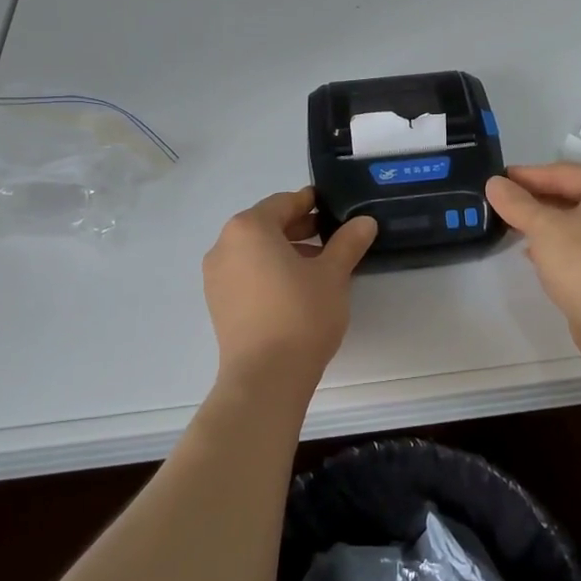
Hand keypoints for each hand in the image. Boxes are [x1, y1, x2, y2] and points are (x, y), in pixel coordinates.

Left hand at [202, 187, 377, 392]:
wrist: (265, 378)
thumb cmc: (300, 314)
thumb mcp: (333, 274)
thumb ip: (348, 242)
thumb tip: (364, 221)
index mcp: (249, 228)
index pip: (283, 203)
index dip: (310, 202)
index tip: (332, 206)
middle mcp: (224, 245)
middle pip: (266, 225)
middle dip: (299, 228)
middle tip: (332, 234)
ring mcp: (216, 277)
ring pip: (255, 251)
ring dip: (285, 251)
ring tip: (319, 265)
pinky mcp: (218, 304)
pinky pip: (246, 274)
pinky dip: (269, 271)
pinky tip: (296, 288)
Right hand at [485, 163, 580, 370]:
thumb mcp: (543, 227)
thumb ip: (517, 203)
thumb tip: (494, 183)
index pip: (565, 172)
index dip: (528, 176)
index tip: (499, 179)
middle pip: (574, 195)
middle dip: (537, 199)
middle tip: (503, 201)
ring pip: (579, 221)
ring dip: (547, 222)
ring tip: (514, 225)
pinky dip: (561, 243)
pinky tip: (534, 252)